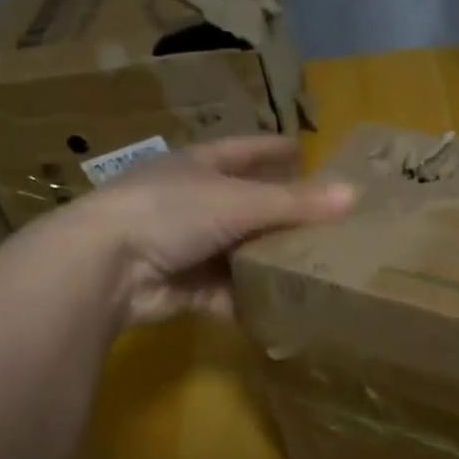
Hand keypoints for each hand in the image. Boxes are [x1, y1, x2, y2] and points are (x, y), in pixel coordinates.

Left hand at [71, 136, 355, 327]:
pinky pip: (225, 294)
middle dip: (280, 213)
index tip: (305, 149)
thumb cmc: (169, 213)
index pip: (244, 150)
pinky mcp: (182, 289)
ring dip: (268, 261)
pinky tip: (281, 309)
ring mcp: (184, 247)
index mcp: (198, 167)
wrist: (105, 269)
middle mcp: (190, 203)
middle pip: (245, 205)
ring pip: (238, 252)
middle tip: (325, 220)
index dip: (273, 149)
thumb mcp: (237, 202)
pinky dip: (249, 301)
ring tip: (314, 268)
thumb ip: (294, 202)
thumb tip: (354, 195)